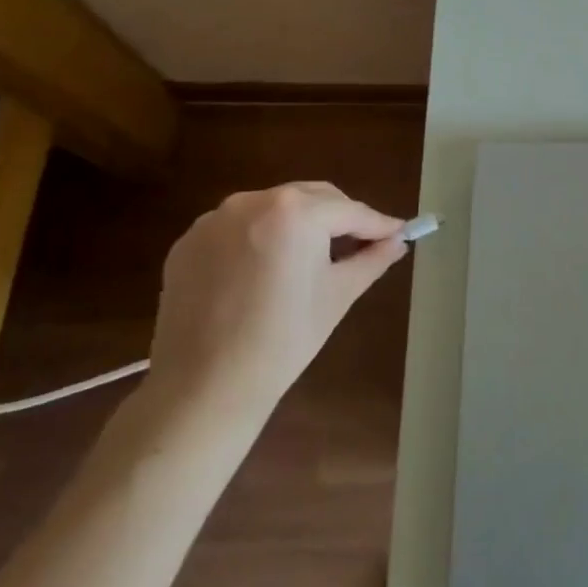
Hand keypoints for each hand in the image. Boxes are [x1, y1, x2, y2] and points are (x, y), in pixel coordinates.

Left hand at [144, 182, 406, 431]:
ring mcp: (215, 220)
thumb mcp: (338, 295)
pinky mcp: (188, 242)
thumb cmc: (284, 339)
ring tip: (309, 259)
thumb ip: (372, 259)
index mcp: (296, 212)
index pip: (350, 210)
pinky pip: (238, 228)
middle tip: (359, 246)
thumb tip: (397, 241)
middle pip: (312, 198)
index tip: (399, 233)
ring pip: (274, 208)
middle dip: (338, 218)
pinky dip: (259, 239)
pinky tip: (264, 272)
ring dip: (298, 224)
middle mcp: (253, 201)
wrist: (204, 388)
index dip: (378, 224)